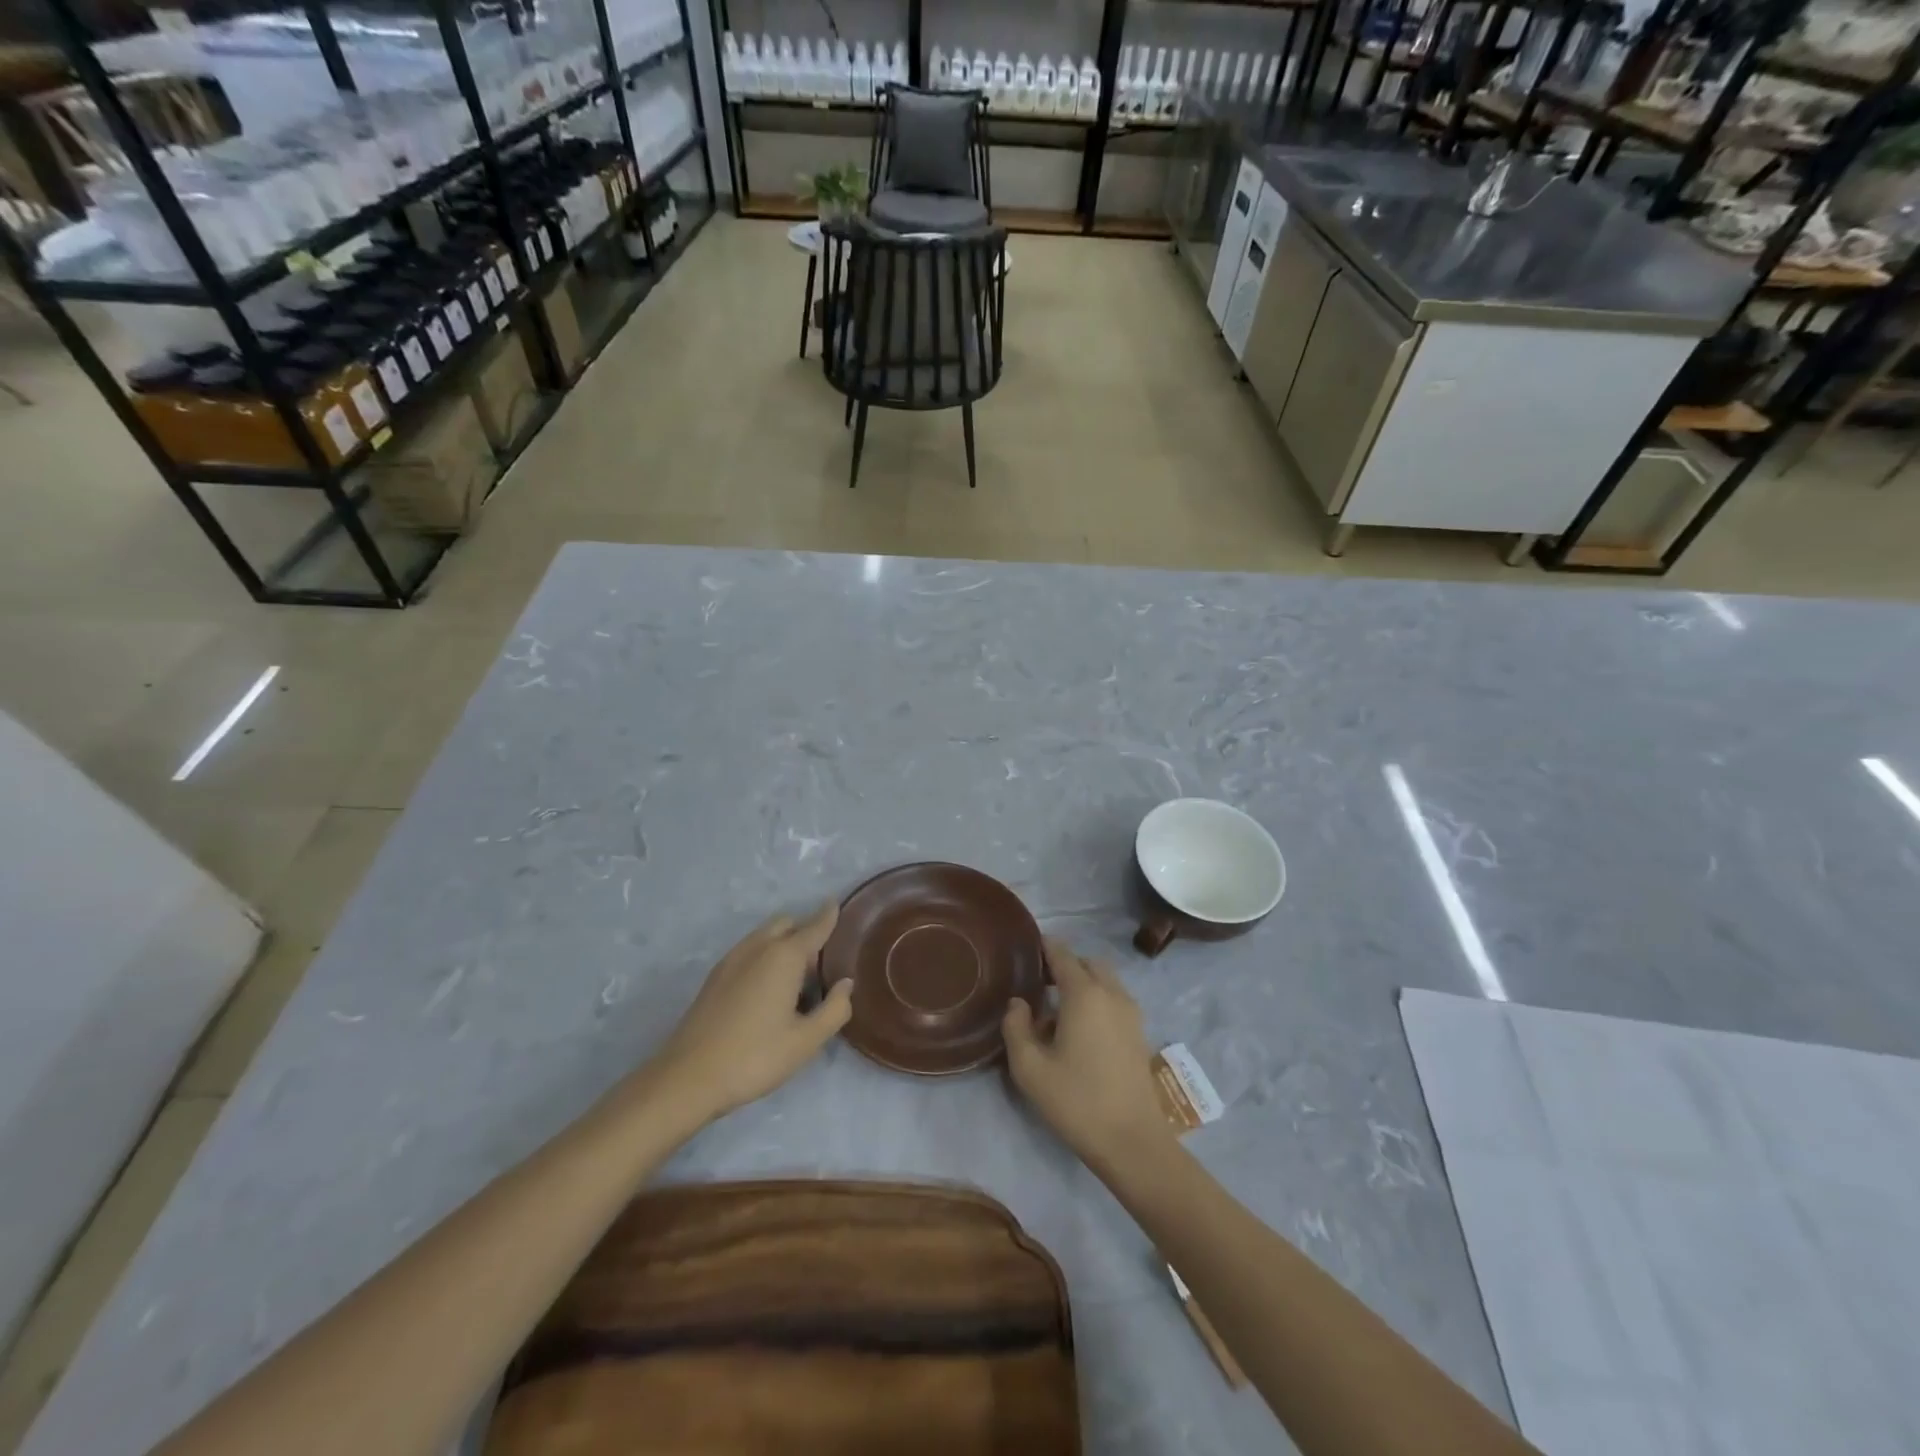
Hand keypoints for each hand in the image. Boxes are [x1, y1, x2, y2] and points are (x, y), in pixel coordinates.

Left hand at [648, 903, 851, 1123]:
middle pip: (786, 923)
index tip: (837, 903)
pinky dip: (765, 956)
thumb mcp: (806, 1041)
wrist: (688, 1078)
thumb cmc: (754, 1057)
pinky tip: (767, 991)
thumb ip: (835, 1009)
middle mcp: (757, 948)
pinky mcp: (715, 977)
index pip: (814, 926)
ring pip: (764, 936)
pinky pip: (749, 951)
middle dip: (805, 931)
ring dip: (783, 944)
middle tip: (819, 966)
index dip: (829, 915)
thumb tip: (845, 985)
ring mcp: (731, 960)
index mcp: (784, 957)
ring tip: (795, 982)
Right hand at [1002, 938, 1172, 1171]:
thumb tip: (1019, 1003)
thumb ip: (1016, 1027)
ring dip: (1083, 982)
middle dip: (1064, 964)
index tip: (1025, 948)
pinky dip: (1097, 998)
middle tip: (1039, 982)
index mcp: (1084, 993)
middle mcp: (1111, 993)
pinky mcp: (1139, 1032)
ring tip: (1058, 1008)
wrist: (1132, 1141)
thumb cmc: (1076, 1101)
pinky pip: (1114, 998)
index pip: (1062, 954)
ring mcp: (1130, 1012)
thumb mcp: (1029, 1068)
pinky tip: (1080, 1028)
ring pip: (1104, 979)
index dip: (1043, 947)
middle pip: (1086, 962)